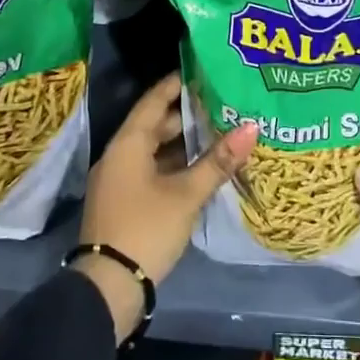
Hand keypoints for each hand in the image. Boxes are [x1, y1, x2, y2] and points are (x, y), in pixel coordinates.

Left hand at [75, 73, 256, 344]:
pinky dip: (175, 165)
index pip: (154, 100)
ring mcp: (119, 181)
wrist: (108, 289)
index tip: (204, 70)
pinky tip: (202, 169)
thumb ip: (218, 161)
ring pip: (154, 150)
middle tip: (223, 103)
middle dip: (187, 115)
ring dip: (183, 143)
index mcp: (128, 144)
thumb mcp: (186, 194)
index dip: (178, 84)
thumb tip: (252, 126)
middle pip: (155, 125)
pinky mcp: (124, 203)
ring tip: (220, 133)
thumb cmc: (146, 229)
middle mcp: (119, 155)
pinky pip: (152, 171)